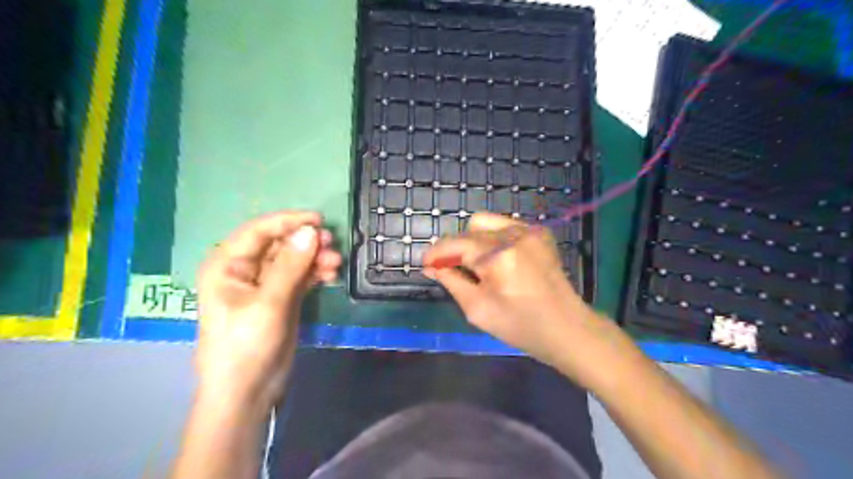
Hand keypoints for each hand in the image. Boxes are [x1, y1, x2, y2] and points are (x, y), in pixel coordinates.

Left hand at [194, 211, 340, 409]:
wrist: (247, 391)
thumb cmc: (246, 345)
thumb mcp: (269, 303)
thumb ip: (291, 265)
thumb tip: (311, 231)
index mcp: (227, 265)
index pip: (259, 230)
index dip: (288, 221)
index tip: (319, 220)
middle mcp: (244, 269)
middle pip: (279, 244)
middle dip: (306, 242)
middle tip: (332, 244)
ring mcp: (265, 284)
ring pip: (293, 259)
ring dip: (315, 258)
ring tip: (335, 264)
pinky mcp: (281, 298)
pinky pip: (301, 276)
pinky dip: (315, 273)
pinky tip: (331, 275)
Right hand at [425, 213, 621, 377]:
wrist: (567, 328)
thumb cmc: (520, 326)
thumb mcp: (478, 309)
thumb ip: (452, 282)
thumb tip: (432, 267)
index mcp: (498, 256)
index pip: (456, 244)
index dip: (436, 253)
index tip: (425, 265)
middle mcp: (514, 234)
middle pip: (471, 227)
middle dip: (458, 247)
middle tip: (455, 270)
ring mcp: (530, 231)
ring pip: (488, 222)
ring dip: (475, 240)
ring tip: (478, 265)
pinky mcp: (540, 234)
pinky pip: (506, 227)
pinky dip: (494, 239)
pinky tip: (499, 261)